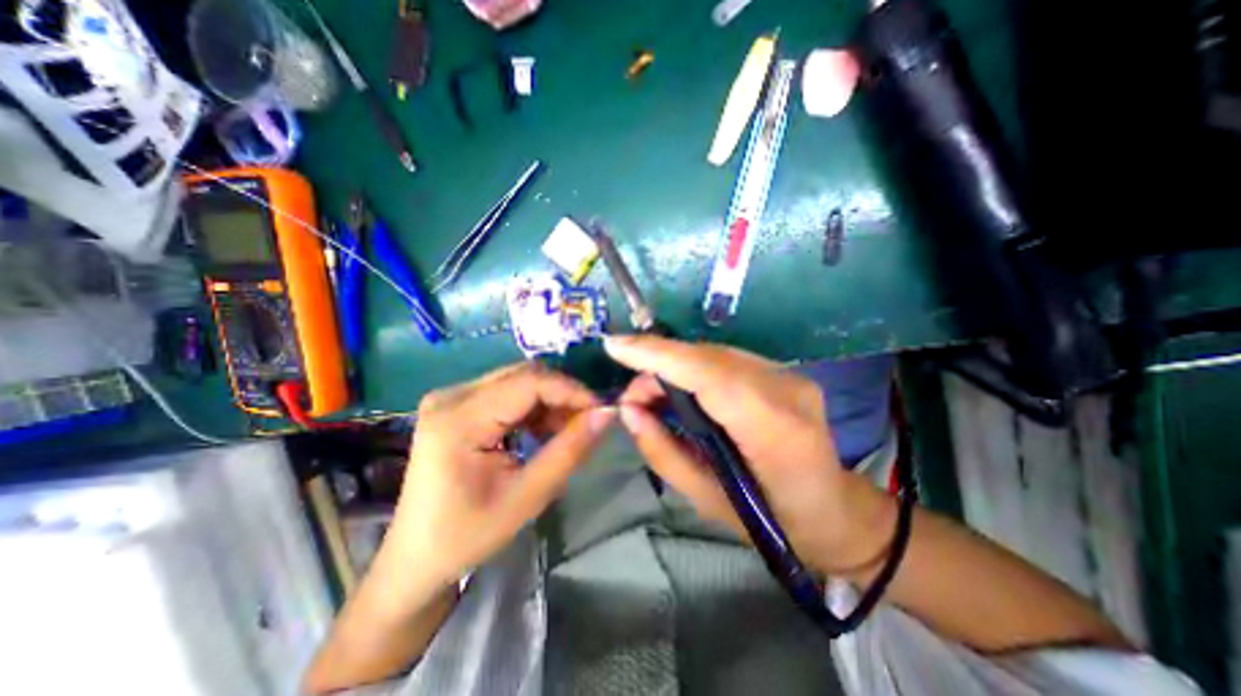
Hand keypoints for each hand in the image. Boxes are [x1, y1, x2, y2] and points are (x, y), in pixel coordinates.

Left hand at [389, 363, 612, 587]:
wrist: (416, 557)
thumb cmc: (467, 535)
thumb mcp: (528, 496)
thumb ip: (570, 450)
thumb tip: (606, 413)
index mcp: (459, 418)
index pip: (529, 381)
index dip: (571, 391)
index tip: (601, 410)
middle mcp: (452, 396)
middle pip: (524, 375)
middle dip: (562, 394)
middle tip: (587, 422)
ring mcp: (452, 397)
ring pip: (519, 380)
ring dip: (550, 401)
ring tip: (567, 431)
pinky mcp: (457, 405)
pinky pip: (507, 392)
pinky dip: (534, 407)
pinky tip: (543, 431)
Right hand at [608, 330, 897, 576]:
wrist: (835, 510)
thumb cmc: (773, 520)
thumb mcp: (706, 500)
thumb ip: (662, 451)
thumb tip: (628, 410)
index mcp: (774, 431)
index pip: (710, 375)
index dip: (659, 355)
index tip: (615, 346)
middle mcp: (786, 390)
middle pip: (709, 357)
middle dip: (659, 362)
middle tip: (632, 393)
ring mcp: (790, 376)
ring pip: (715, 353)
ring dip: (675, 365)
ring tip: (651, 393)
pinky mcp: (786, 372)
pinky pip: (727, 359)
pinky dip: (694, 368)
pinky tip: (680, 388)